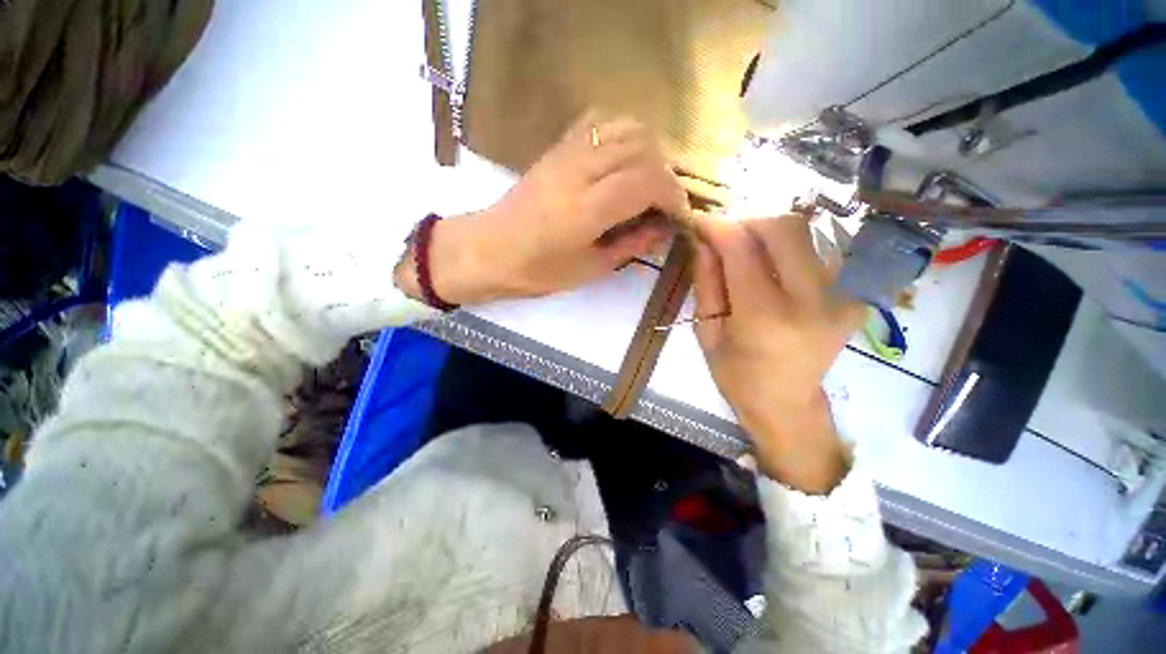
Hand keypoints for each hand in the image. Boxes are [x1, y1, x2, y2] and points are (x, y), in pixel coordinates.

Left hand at [395, 114, 688, 304]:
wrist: (488, 250)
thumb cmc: (536, 272)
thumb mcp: (589, 269)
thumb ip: (630, 246)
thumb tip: (664, 230)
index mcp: (585, 210)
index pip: (646, 181)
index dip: (672, 196)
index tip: (678, 215)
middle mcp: (578, 171)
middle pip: (642, 149)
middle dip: (665, 175)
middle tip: (665, 204)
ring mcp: (565, 153)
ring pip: (625, 128)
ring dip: (649, 151)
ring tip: (649, 182)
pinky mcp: (556, 147)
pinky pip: (599, 122)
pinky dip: (623, 133)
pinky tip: (625, 159)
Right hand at [692, 215, 863, 492]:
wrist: (787, 403)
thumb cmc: (736, 374)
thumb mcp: (706, 332)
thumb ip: (706, 282)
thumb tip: (703, 239)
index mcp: (765, 318)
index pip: (743, 250)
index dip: (719, 226)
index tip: (700, 219)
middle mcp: (812, 301)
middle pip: (785, 228)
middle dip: (749, 222)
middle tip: (726, 236)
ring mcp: (843, 297)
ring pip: (807, 232)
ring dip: (769, 233)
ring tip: (747, 251)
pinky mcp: (855, 296)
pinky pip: (821, 251)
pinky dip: (791, 248)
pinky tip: (774, 265)